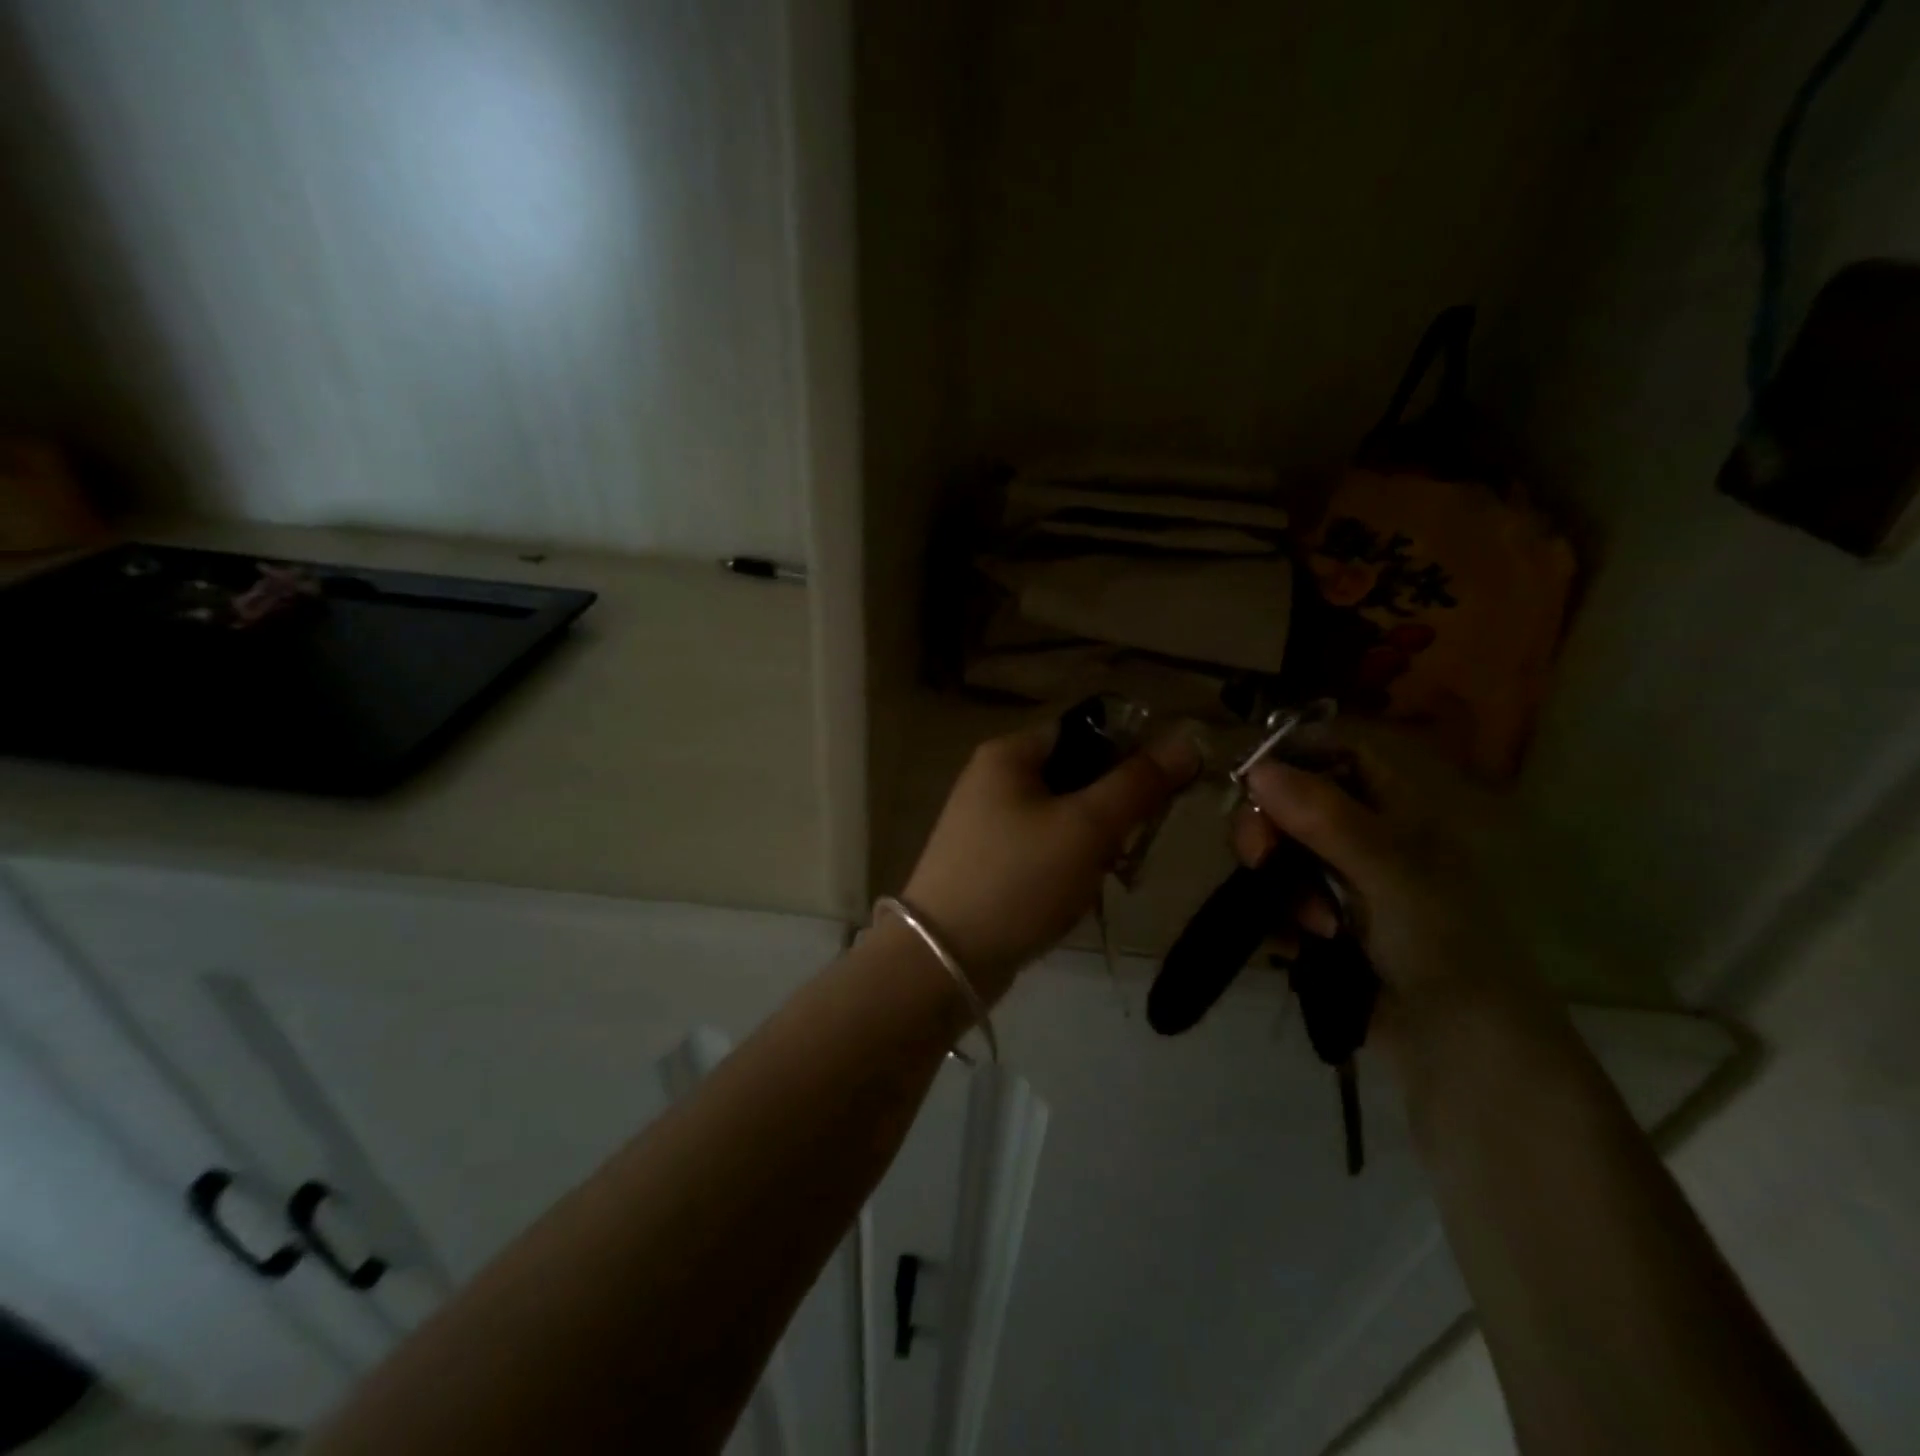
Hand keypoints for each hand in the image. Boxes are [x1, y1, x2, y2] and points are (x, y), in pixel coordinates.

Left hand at [903, 725, 1199, 1001]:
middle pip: (1076, 776)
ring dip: (1093, 845)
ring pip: (1064, 818)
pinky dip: (1067, 868)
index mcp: (1009, 754)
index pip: (1084, 730)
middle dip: (1111, 811)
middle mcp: (993, 780)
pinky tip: (1072, 897)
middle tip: (1128, 846)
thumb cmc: (1018, 879)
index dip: (1129, 753)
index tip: (1161, 793)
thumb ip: (1138, 783)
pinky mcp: (989, 863)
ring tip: (1099, 878)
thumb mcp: (1086, 827)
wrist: (945, 959)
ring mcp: (987, 824)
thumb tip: (1188, 740)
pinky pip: (1044, 850)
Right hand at [1231, 739, 1549, 1066]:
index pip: (1337, 753)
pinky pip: (1278, 899)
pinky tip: (1296, 945)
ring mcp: (1344, 882)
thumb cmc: (1443, 946)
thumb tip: (1256, 768)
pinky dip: (1279, 917)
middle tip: (1259, 859)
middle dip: (1271, 831)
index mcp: (1397, 810)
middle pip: (1294, 803)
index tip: (1250, 780)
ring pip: (1281, 854)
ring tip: (1313, 928)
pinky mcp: (1324, 923)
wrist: (1464, 1052)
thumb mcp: (1388, 873)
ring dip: (1282, 886)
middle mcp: (1367, 837)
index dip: (1293, 756)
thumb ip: (1324, 818)